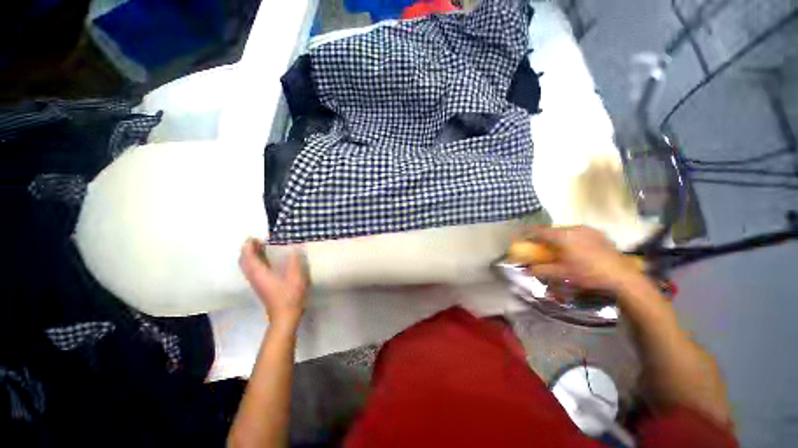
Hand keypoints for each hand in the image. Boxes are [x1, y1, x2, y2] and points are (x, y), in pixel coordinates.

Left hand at [239, 238, 307, 328]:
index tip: (254, 237)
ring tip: (260, 248)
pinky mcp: (260, 286)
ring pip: (247, 267)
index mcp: (260, 273)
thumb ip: (294, 261)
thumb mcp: (296, 277)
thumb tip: (293, 249)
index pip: (248, 257)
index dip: (248, 246)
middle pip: (244, 261)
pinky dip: (254, 262)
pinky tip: (265, 261)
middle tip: (257, 241)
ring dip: (250, 256)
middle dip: (247, 250)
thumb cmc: (290, 295)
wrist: (284, 315)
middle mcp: (254, 277)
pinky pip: (252, 270)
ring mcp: (256, 283)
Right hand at [527, 226, 642, 292]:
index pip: (539, 231)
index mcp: (562, 235)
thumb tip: (526, 270)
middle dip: (545, 238)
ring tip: (561, 250)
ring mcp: (588, 229)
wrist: (622, 276)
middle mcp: (573, 228)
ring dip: (559, 238)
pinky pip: (578, 233)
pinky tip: (577, 250)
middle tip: (543, 249)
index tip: (526, 243)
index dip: (530, 236)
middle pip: (552, 230)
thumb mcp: (561, 274)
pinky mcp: (599, 233)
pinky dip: (572, 239)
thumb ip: (541, 270)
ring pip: (566, 231)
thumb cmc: (587, 274)